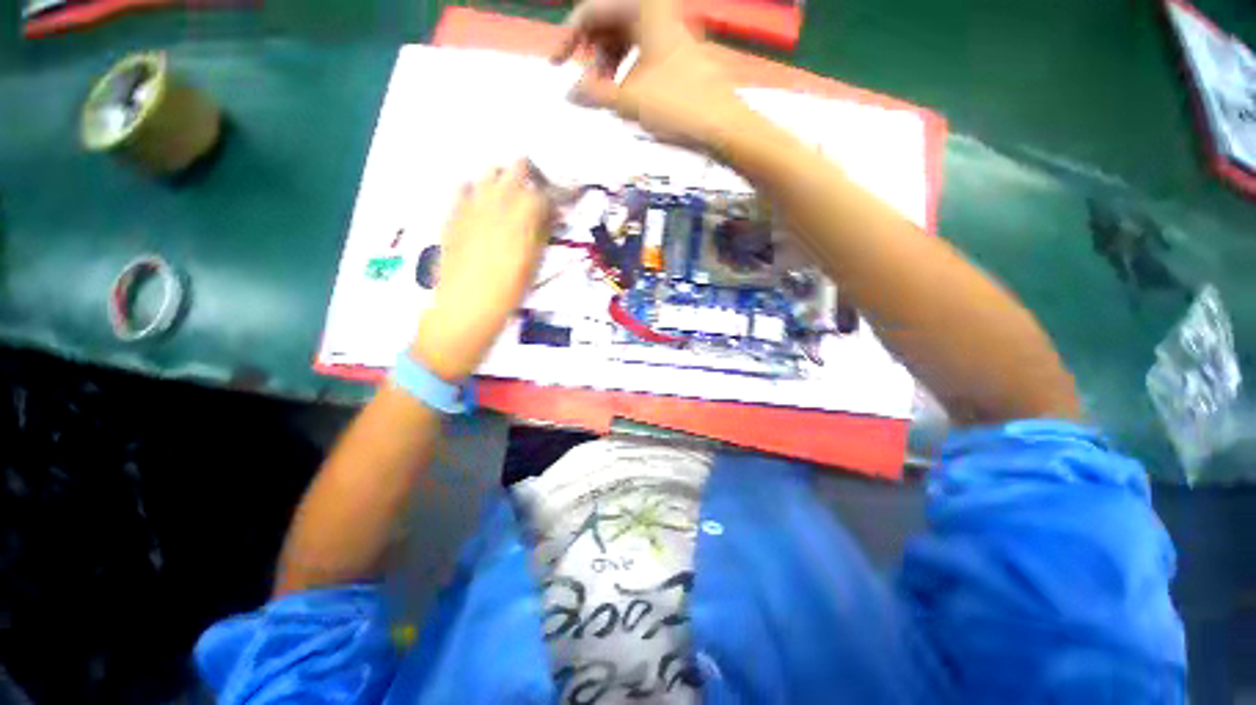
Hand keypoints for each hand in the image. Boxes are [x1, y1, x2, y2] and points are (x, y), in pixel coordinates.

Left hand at [413, 161, 552, 380]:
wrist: (466, 307)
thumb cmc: (508, 291)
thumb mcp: (535, 263)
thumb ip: (543, 233)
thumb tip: (551, 215)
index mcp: (522, 216)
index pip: (546, 192)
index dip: (559, 194)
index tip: (564, 199)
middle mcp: (497, 201)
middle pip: (518, 167)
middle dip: (531, 176)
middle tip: (537, 193)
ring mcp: (471, 204)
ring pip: (490, 172)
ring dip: (505, 180)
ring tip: (510, 200)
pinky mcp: (453, 213)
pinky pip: (463, 188)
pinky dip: (476, 191)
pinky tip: (481, 207)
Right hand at [551, 0, 748, 149]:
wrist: (724, 126)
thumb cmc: (677, 108)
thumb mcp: (628, 102)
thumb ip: (593, 93)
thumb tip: (568, 93)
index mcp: (643, 6)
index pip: (591, 10)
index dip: (567, 37)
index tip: (554, 67)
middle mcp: (657, 10)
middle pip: (608, 22)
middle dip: (592, 53)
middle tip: (589, 87)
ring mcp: (670, 31)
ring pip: (626, 38)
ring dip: (609, 64)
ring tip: (608, 96)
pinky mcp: (678, 52)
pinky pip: (642, 51)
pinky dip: (628, 70)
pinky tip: (627, 95)